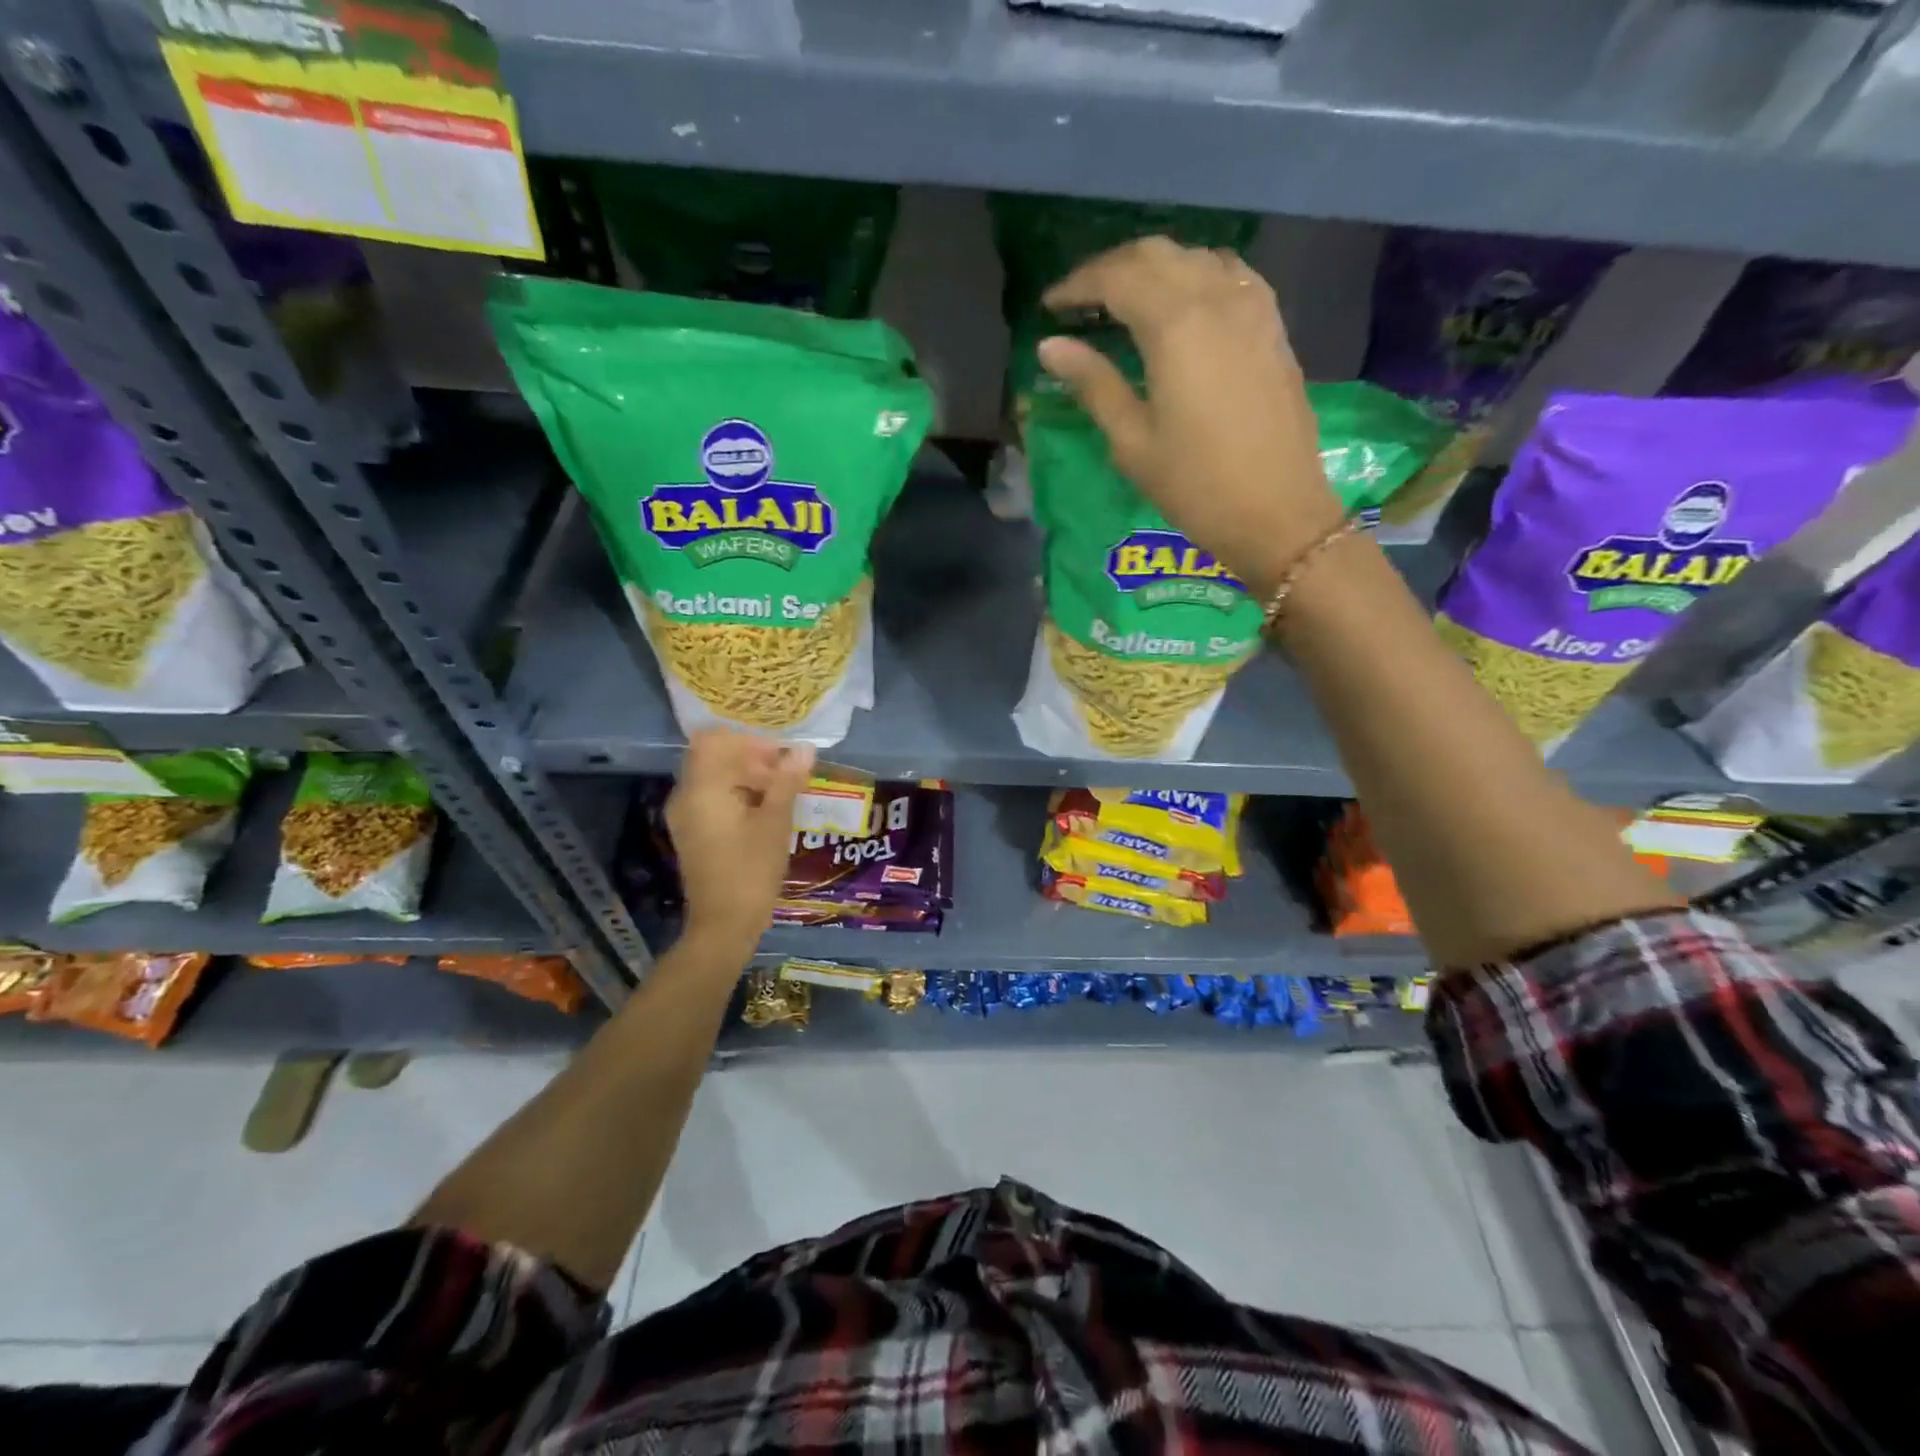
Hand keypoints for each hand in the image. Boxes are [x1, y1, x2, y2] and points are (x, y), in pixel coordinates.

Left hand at [665, 730, 813, 947]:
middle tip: (787, 775)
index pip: (714, 740)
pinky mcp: (692, 832)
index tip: (780, 756)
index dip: (749, 741)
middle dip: (752, 759)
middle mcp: (685, 796)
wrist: (724, 925)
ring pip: (715, 778)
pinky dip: (738, 795)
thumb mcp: (775, 822)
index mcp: (701, 789)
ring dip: (747, 777)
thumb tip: (805, 749)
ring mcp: (685, 816)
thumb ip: (787, 781)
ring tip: (782, 795)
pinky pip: (712, 798)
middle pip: (714, 757)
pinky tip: (766, 813)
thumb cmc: (751, 871)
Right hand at [1037, 237, 1340, 595]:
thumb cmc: (1195, 486)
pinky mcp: (1273, 327)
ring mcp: (1253, 308)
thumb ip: (1093, 384)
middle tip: (1080, 300)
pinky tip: (1182, 306)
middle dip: (1112, 268)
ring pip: (1196, 258)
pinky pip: (1230, 276)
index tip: (1049, 305)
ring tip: (1126, 301)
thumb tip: (1050, 346)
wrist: (1278, 513)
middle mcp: (1217, 298)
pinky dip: (1195, 277)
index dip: (1078, 285)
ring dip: (1155, 269)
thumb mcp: (1132, 442)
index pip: (1117, 278)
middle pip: (1157, 255)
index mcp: (1175, 325)